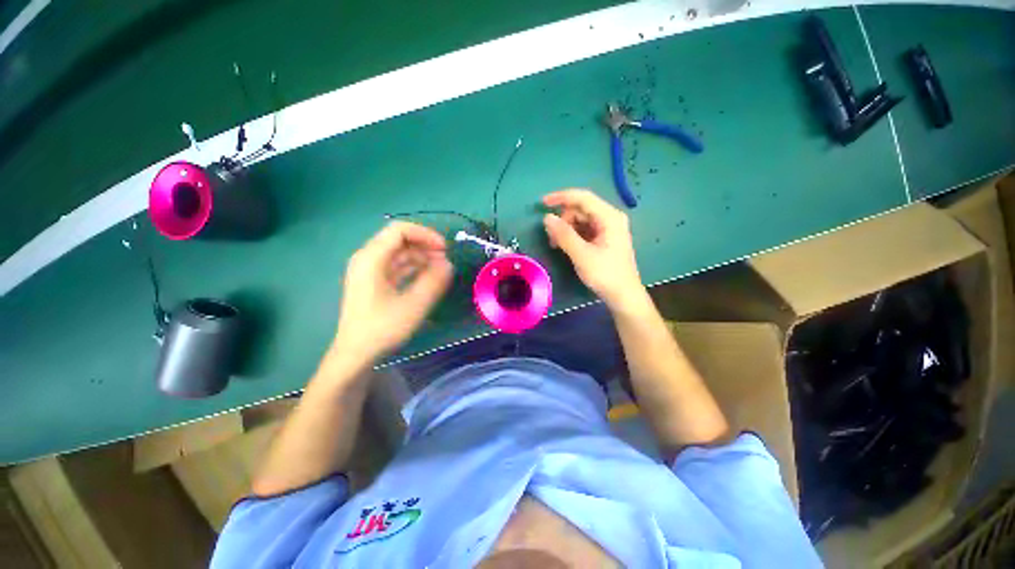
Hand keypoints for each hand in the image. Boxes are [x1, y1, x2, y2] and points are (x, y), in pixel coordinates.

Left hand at [331, 221, 452, 364]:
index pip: (399, 230)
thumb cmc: (382, 328)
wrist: (356, 354)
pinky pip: (396, 266)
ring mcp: (369, 271)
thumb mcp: (414, 304)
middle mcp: (367, 259)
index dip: (425, 234)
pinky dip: (413, 268)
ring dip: (421, 257)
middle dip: (425, 245)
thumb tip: (448, 264)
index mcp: (371, 258)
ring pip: (398, 253)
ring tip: (440, 270)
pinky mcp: (373, 283)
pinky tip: (427, 278)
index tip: (445, 249)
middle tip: (445, 260)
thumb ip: (434, 281)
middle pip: (399, 239)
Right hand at [542, 189, 646, 310]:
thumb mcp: (582, 255)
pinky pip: (584, 229)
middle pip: (581, 209)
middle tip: (551, 238)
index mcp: (609, 217)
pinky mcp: (603, 238)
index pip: (583, 197)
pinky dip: (572, 235)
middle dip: (563, 219)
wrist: (623, 296)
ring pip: (580, 219)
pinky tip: (565, 246)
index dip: (561, 197)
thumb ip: (564, 235)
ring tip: (557, 245)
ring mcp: (607, 228)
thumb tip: (546, 218)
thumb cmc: (605, 274)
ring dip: (566, 228)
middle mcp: (610, 218)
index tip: (542, 203)